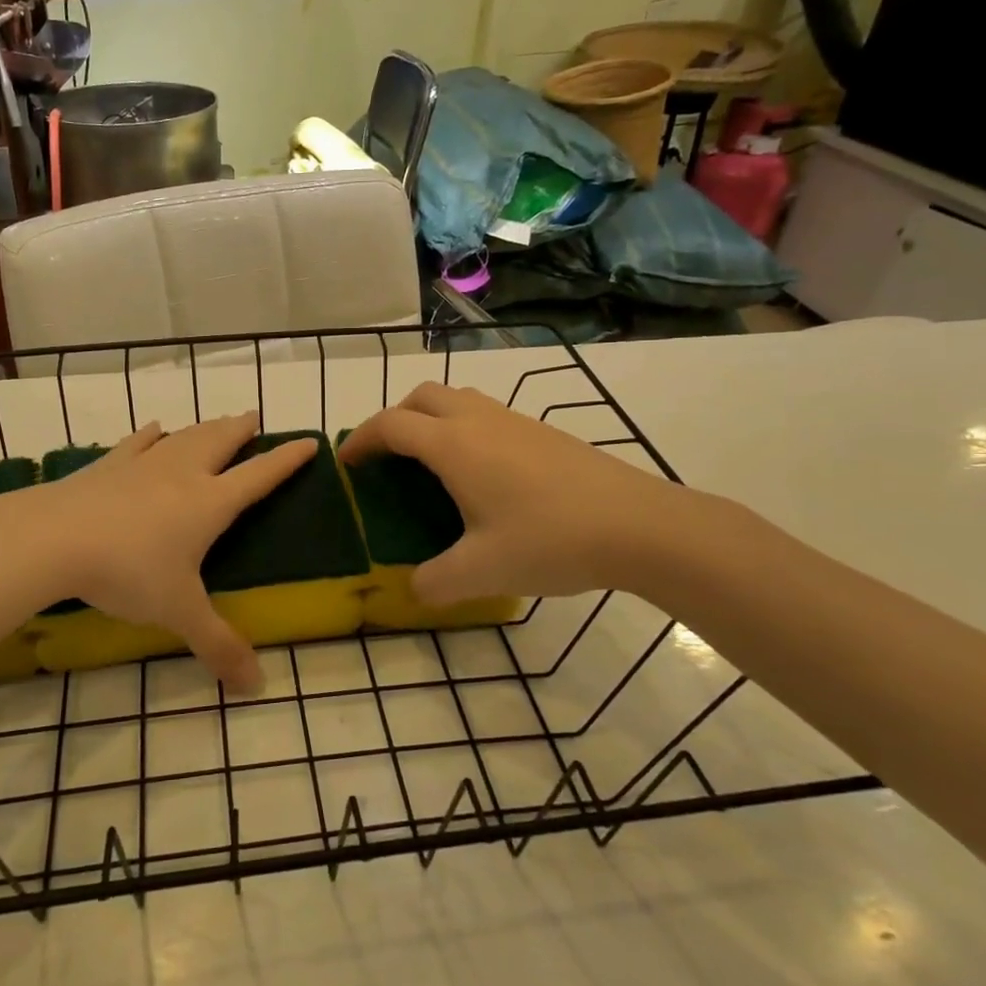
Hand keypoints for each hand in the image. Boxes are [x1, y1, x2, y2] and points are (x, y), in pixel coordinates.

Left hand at [0, 413, 312, 691]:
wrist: (54, 538)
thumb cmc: (128, 571)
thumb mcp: (178, 612)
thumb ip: (218, 646)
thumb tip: (256, 687)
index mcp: (209, 503)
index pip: (259, 476)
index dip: (286, 460)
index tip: (308, 442)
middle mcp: (182, 474)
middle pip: (220, 442)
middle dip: (241, 430)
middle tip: (254, 417)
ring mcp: (142, 465)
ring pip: (184, 437)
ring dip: (205, 427)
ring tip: (217, 421)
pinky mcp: (108, 466)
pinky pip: (137, 443)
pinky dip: (151, 435)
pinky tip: (155, 428)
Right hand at [338, 382, 709, 606]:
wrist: (639, 525)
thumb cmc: (550, 541)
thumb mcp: (481, 571)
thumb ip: (434, 583)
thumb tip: (413, 589)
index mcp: (454, 446)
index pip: (392, 425)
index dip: (362, 439)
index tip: (346, 463)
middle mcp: (479, 421)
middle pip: (421, 397)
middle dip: (394, 419)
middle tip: (386, 458)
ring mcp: (515, 421)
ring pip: (457, 400)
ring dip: (430, 419)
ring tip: (428, 463)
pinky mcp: (542, 432)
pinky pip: (485, 414)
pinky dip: (462, 429)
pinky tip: (480, 474)